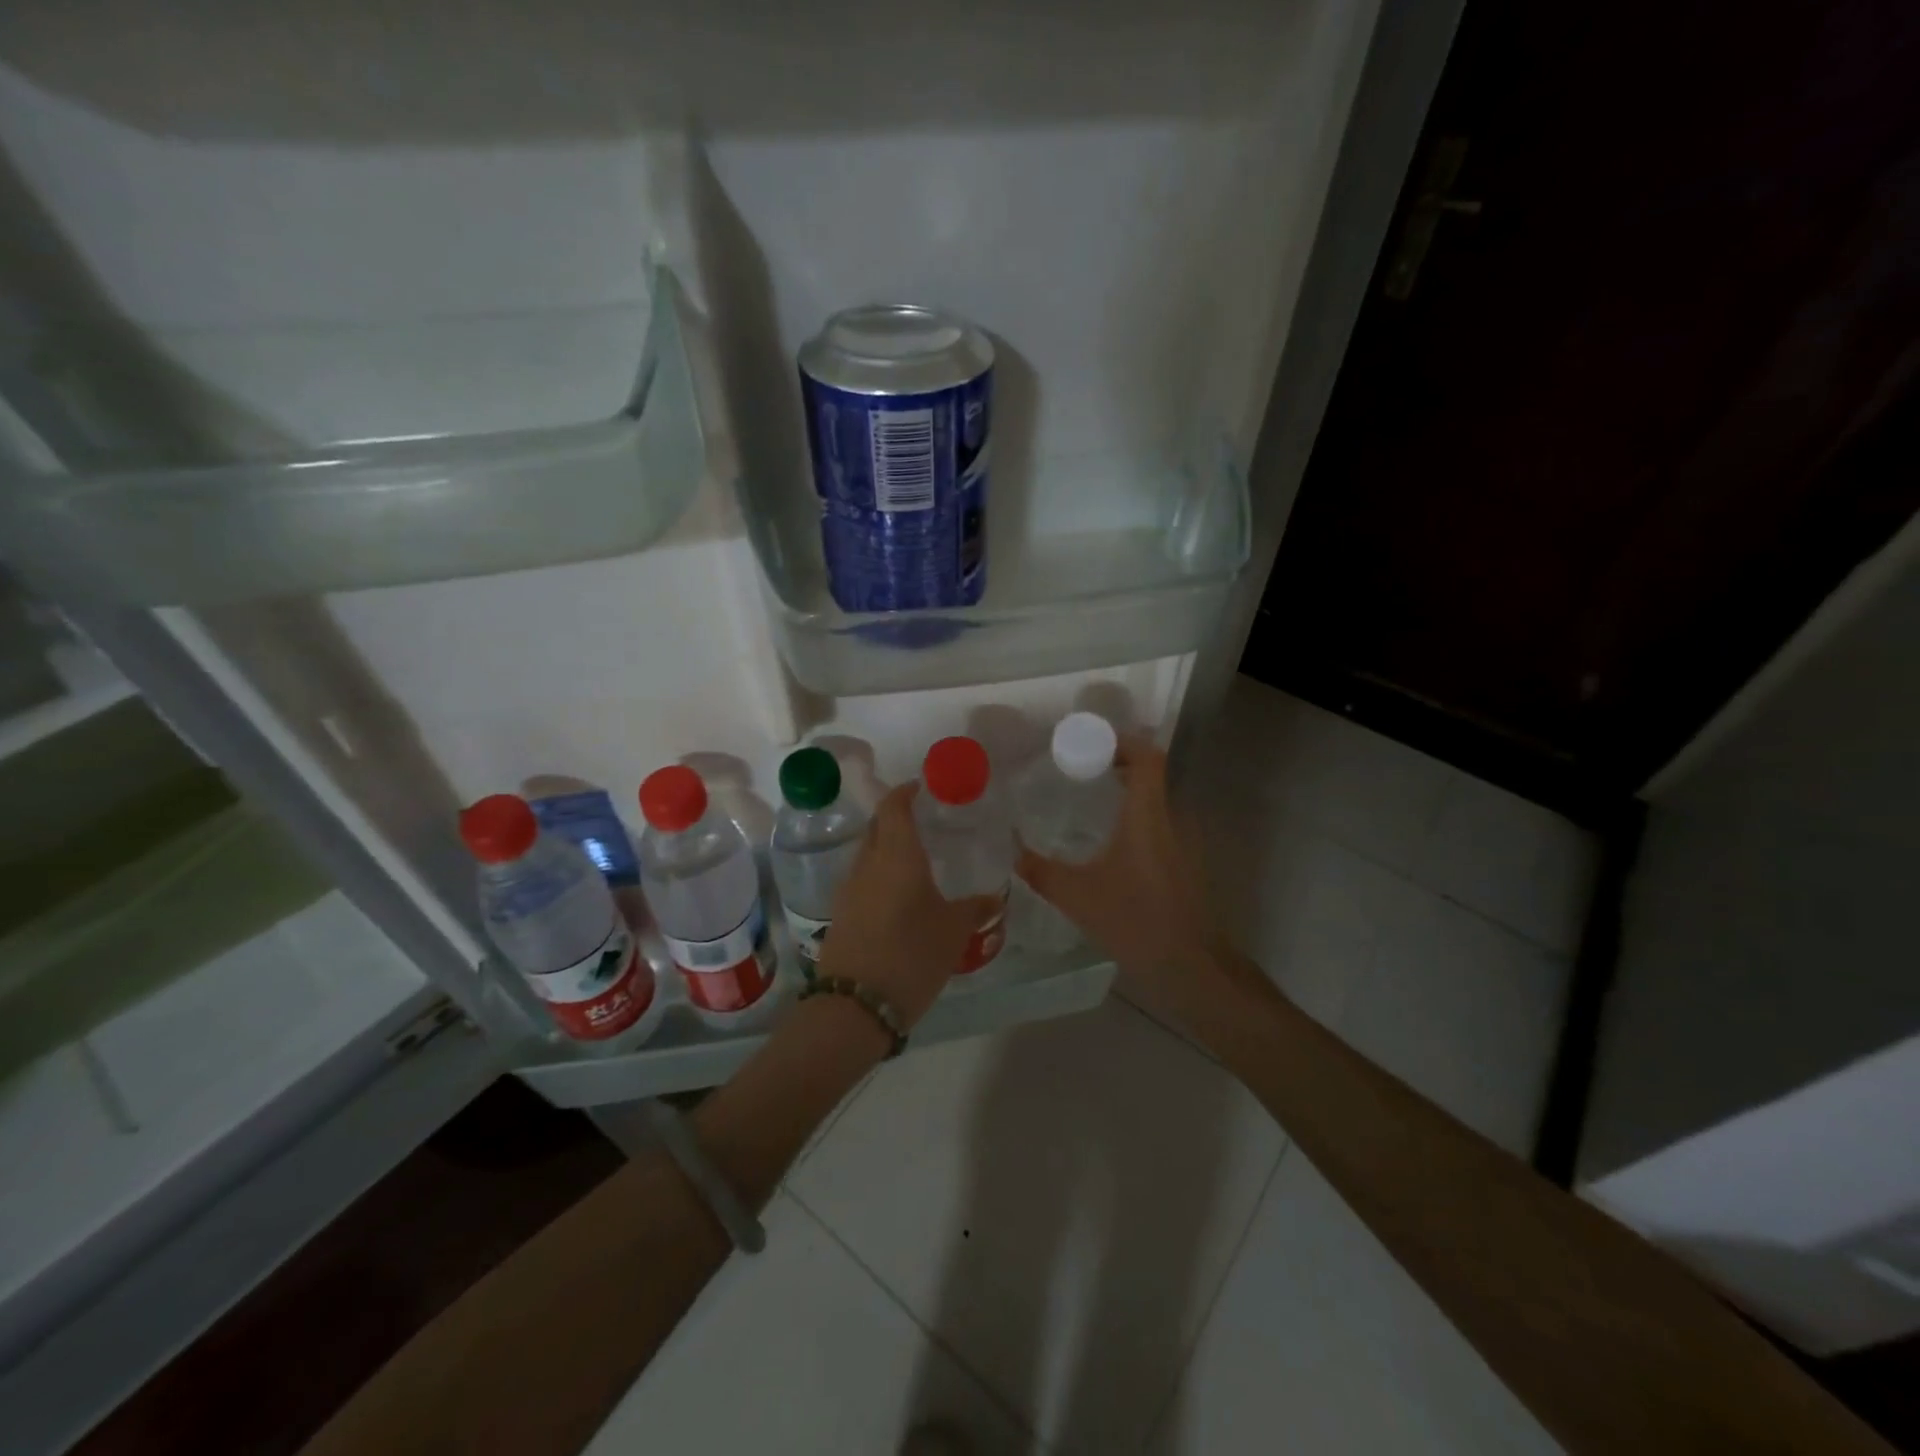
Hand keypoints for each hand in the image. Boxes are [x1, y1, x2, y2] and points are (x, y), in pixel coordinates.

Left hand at [818, 782, 1001, 1028]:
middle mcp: (867, 864)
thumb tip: (996, 897)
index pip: (894, 807)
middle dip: (897, 818)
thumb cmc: (911, 955)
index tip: (924, 788)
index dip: (906, 792)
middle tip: (926, 823)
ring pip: (868, 855)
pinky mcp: (841, 915)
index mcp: (896, 855)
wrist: (855, 1006)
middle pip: (877, 827)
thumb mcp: (954, 932)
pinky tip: (900, 897)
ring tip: (918, 862)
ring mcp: (848, 890)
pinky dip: (880, 876)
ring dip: (888, 849)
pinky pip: (863, 881)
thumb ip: (976, 909)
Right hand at [1015, 737, 1222, 1015]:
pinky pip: (1160, 824)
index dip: (1123, 742)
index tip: (1091, 743)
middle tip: (1079, 770)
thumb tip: (1010, 850)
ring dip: (1128, 793)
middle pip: (1151, 775)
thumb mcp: (1077, 896)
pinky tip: (1111, 843)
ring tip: (1090, 800)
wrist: (1190, 965)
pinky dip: (1136, 819)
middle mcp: (1171, 820)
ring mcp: (1184, 842)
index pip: (1147, 758)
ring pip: (1156, 801)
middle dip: (1118, 765)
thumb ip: (1040, 870)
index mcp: (1147, 816)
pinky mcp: (1186, 864)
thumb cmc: (1135, 921)